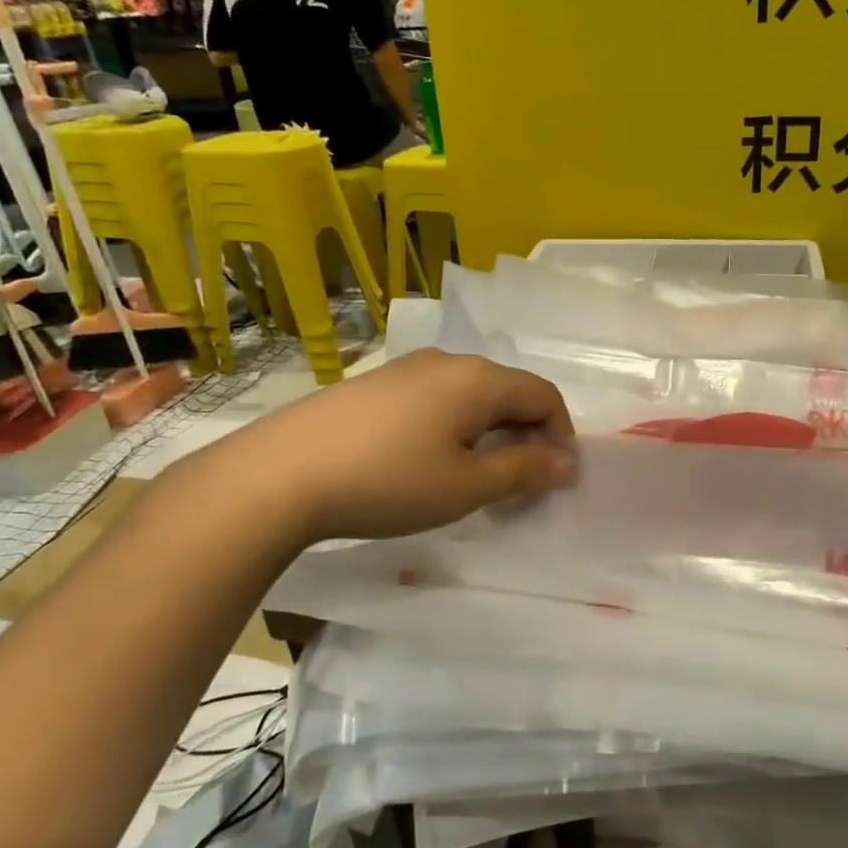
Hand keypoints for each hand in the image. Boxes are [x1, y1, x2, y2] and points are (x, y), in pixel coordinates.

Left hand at [208, 349, 576, 543]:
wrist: (281, 474)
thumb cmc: (389, 481)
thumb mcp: (467, 486)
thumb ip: (523, 470)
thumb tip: (566, 461)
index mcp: (478, 379)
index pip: (543, 394)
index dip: (561, 434)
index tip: (556, 478)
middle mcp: (447, 361)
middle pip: (508, 390)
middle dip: (526, 433)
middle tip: (521, 482)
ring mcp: (406, 368)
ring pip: (470, 394)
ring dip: (490, 431)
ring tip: (476, 475)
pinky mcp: (375, 384)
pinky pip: (436, 398)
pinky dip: (454, 426)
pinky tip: (429, 460)